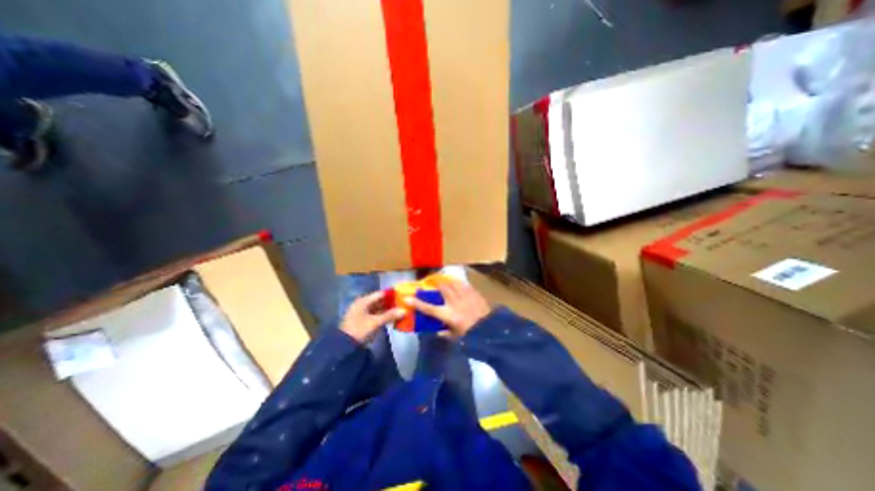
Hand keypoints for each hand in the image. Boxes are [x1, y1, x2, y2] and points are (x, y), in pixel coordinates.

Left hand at [342, 294, 409, 342]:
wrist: (344, 346)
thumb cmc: (359, 330)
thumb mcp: (375, 322)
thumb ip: (390, 315)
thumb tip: (405, 310)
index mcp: (363, 301)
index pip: (380, 294)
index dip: (391, 294)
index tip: (402, 295)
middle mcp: (362, 304)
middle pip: (379, 301)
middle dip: (391, 303)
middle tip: (403, 303)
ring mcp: (362, 313)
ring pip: (378, 308)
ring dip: (388, 310)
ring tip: (400, 310)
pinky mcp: (363, 320)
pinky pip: (376, 315)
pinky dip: (383, 316)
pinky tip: (392, 318)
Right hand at [405, 282, 489, 338]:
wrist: (491, 329)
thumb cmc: (471, 334)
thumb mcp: (456, 337)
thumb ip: (445, 334)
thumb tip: (437, 332)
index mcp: (448, 315)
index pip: (429, 308)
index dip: (417, 303)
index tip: (407, 298)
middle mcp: (454, 303)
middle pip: (442, 288)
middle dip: (435, 283)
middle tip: (431, 281)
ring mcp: (464, 296)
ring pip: (453, 282)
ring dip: (447, 280)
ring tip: (444, 279)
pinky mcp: (473, 292)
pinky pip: (464, 283)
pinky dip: (459, 282)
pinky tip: (457, 282)